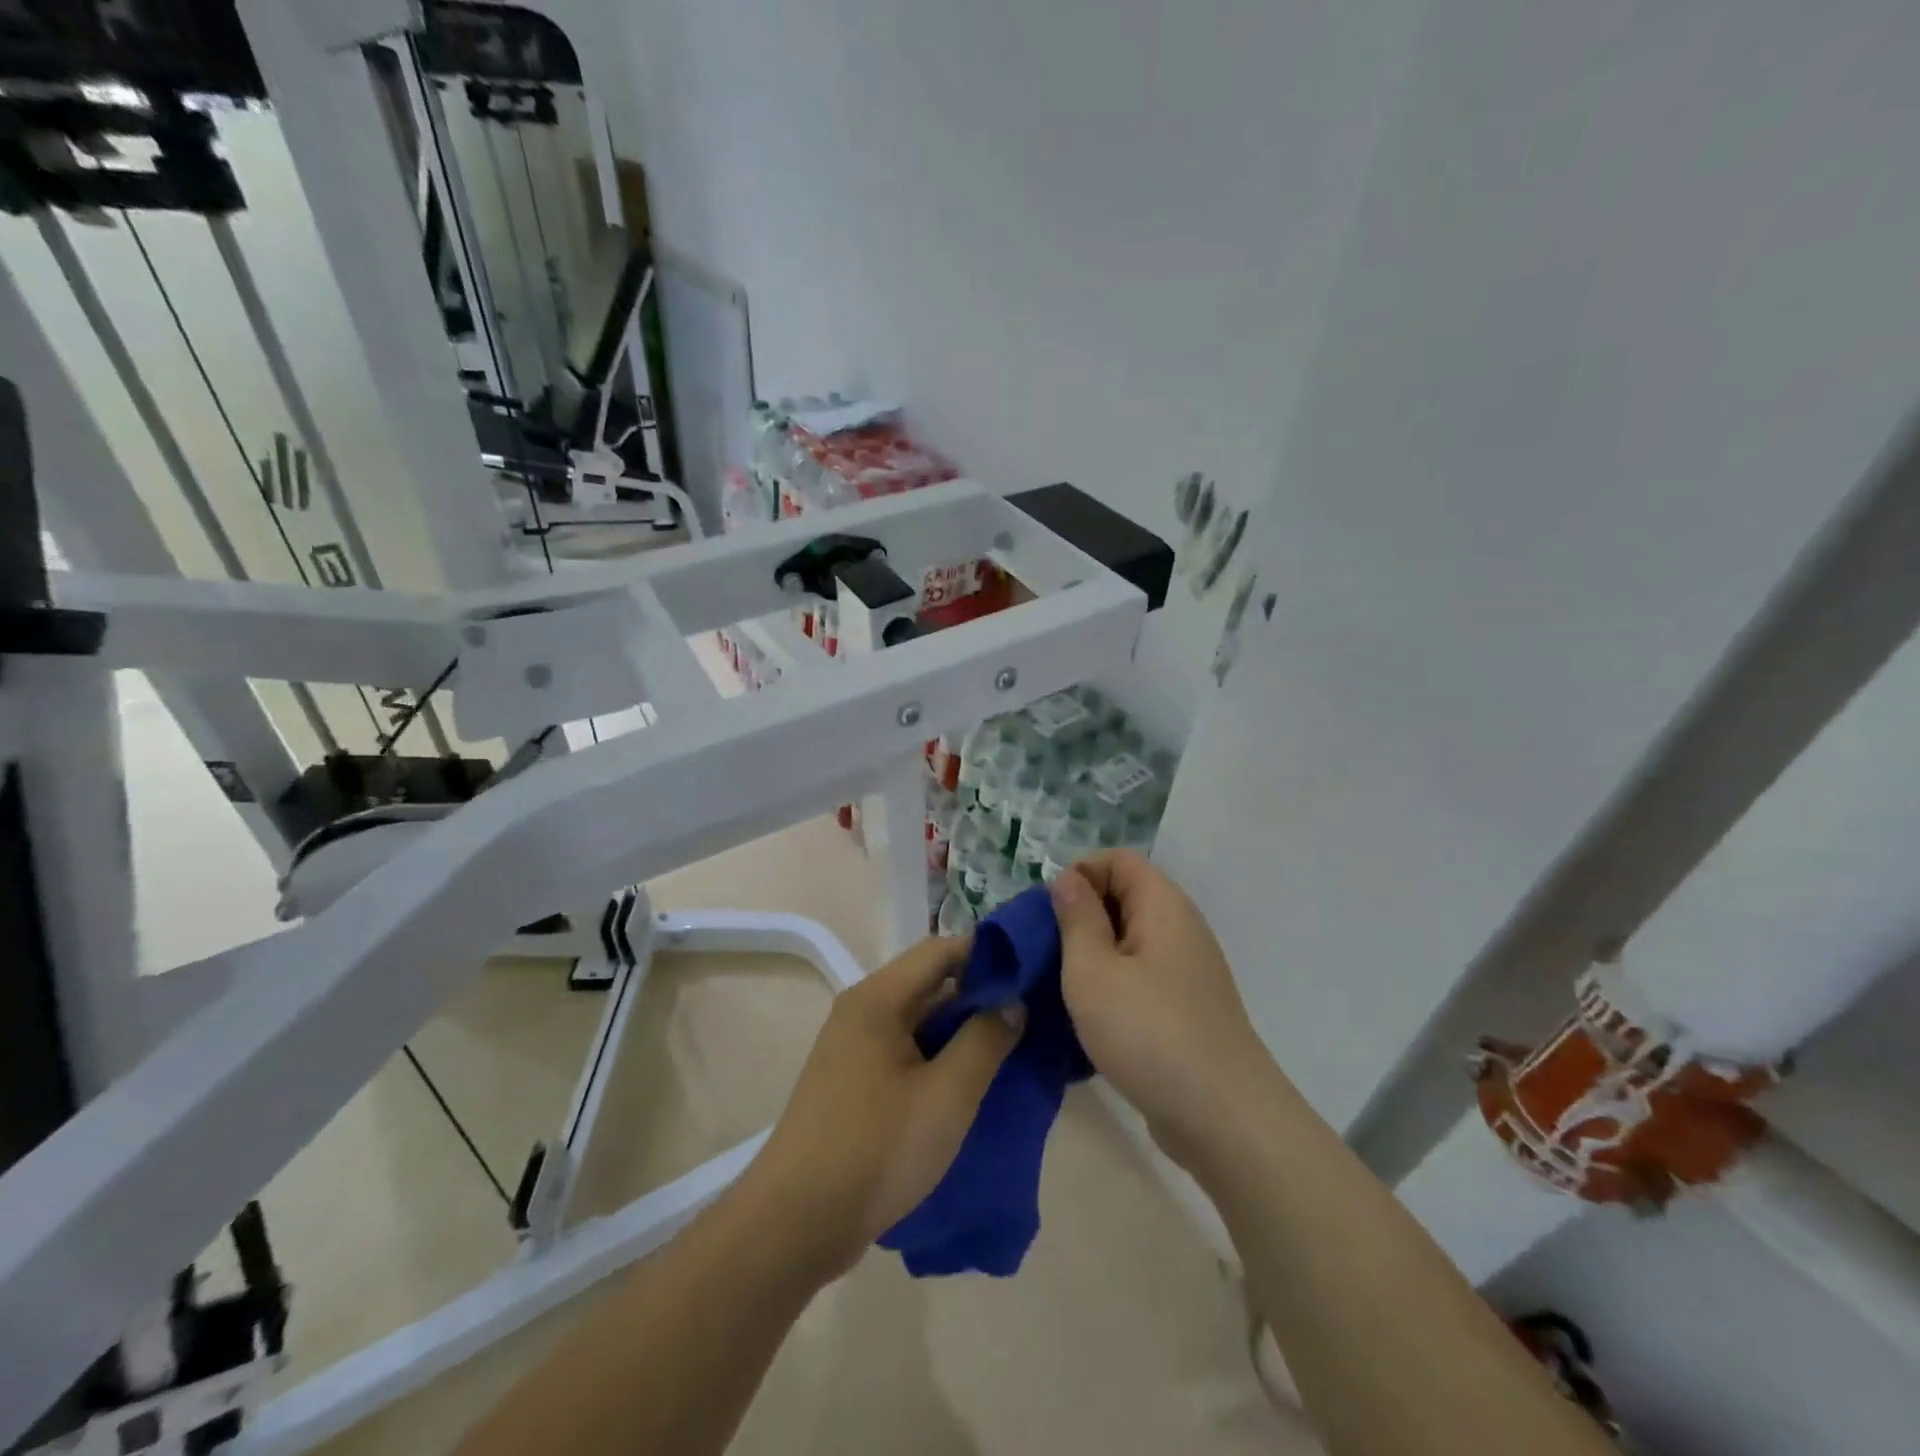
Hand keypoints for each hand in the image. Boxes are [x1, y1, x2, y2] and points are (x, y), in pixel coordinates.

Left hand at [746, 935, 1022, 1277]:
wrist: (795, 1222)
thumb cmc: (877, 1147)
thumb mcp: (947, 1094)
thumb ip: (985, 1040)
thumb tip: (1013, 1001)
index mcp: (878, 997)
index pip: (941, 950)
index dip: (987, 953)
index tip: (1031, 970)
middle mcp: (861, 1010)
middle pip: (928, 983)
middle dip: (978, 994)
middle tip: (1029, 1013)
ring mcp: (853, 1047)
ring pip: (917, 1020)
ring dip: (959, 1030)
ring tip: (1008, 1046)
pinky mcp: (851, 1082)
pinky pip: (904, 1051)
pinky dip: (937, 1056)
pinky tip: (967, 1081)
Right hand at [1050, 851, 1276, 1168]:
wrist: (1224, 1119)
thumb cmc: (1149, 1032)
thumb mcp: (1092, 970)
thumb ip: (1076, 918)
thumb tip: (1068, 878)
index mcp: (1162, 905)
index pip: (1117, 860)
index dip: (1079, 874)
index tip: (1047, 914)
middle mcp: (1180, 929)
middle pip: (1123, 898)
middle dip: (1078, 917)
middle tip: (1042, 952)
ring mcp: (1186, 972)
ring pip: (1128, 942)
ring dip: (1090, 956)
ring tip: (1056, 986)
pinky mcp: (1185, 1010)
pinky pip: (1139, 978)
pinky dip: (1111, 986)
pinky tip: (1086, 1018)